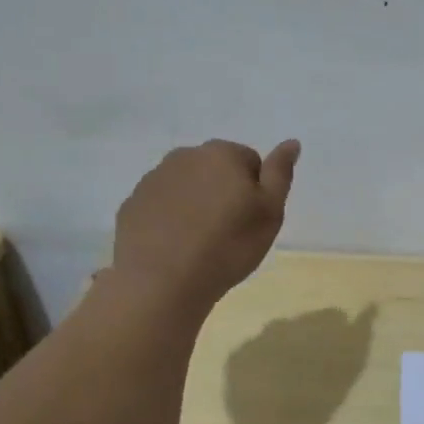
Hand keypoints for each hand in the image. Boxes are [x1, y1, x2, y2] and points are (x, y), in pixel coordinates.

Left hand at [110, 138, 299, 309]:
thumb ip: (280, 173)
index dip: (255, 190)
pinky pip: (161, 204)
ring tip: (201, 240)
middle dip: (223, 191)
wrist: (163, 281)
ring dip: (196, 203)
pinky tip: (175, 246)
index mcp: (222, 154)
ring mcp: (153, 179)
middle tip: (229, 230)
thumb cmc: (228, 246)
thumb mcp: (270, 212)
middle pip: (215, 169)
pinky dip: (170, 217)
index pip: (250, 161)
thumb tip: (291, 142)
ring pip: (186, 185)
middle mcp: (184, 156)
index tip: (251, 218)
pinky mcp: (132, 204)